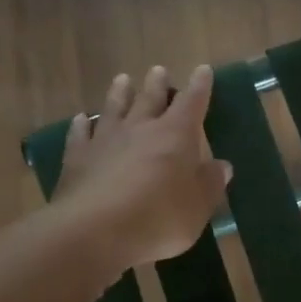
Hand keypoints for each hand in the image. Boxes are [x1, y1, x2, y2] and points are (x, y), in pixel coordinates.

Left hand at [54, 65, 232, 271]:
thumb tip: (222, 166)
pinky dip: (81, 124)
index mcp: (176, 135)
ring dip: (120, 93)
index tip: (203, 70)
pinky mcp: (77, 157)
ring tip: (123, 79)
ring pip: (114, 108)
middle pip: (150, 98)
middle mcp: (140, 128)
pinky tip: (81, 119)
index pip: (192, 102)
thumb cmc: (158, 218)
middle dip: (158, 84)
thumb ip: (210, 184)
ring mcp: (105, 140)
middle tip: (158, 70)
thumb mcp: (198, 207)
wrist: (95, 231)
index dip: (200, 86)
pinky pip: (80, 133)